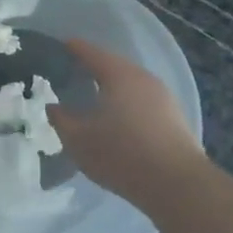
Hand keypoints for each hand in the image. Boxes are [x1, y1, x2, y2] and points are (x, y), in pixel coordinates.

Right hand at [53, 39, 204, 203]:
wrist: (178, 186)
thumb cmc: (121, 154)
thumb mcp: (78, 139)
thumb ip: (61, 119)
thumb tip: (53, 106)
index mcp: (118, 74)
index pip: (90, 52)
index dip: (72, 48)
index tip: (58, 46)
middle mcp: (143, 78)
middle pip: (113, 65)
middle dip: (92, 67)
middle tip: (71, 72)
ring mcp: (163, 98)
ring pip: (130, 84)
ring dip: (111, 87)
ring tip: (91, 96)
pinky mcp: (174, 118)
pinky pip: (142, 101)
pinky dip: (125, 102)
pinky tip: (116, 118)